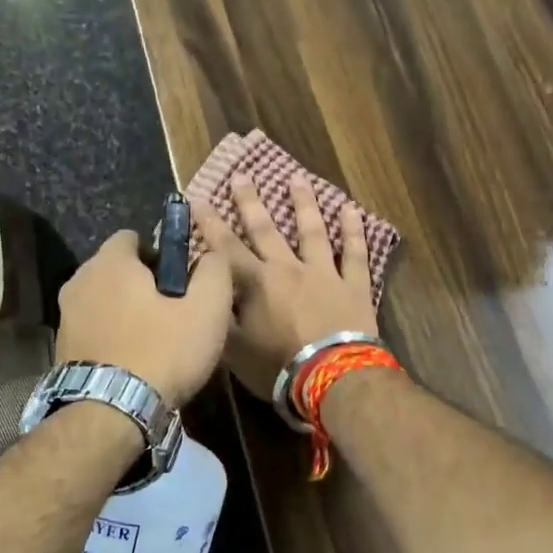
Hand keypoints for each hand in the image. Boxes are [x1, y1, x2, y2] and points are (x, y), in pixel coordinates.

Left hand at [54, 230, 232, 406]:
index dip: (159, 253)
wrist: (110, 415)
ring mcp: (65, 316)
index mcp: (110, 263)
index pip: (132, 237)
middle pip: (116, 269)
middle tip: (171, 312)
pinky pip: (93, 328)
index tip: (179, 280)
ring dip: (125, 311)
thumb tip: (212, 255)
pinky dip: (110, 335)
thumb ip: (215, 271)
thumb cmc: (162, 352)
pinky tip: (132, 360)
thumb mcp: (207, 310)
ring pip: (103, 300)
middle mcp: (79, 281)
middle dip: (141, 283)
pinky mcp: (61, 348)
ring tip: (153, 340)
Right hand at [194, 172, 377, 401]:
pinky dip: (354, 231)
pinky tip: (352, 210)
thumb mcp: (235, 350)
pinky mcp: (354, 285)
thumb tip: (205, 293)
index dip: (210, 224)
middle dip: (251, 202)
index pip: (225, 248)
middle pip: (266, 230)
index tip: (198, 199)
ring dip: (303, 203)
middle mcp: (288, 268)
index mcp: (256, 283)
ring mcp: (325, 273)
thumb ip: (220, 317)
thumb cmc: (278, 366)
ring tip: (297, 177)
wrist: (333, 377)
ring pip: (312, 231)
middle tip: (242, 175)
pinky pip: (355, 253)